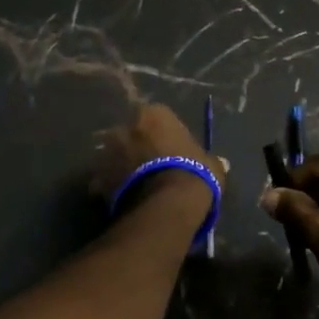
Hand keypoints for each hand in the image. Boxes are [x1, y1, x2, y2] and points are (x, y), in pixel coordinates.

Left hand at [92, 103, 226, 206]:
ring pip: (114, 157)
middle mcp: (125, 126)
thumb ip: (210, 160)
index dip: (164, 135)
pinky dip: (111, 189)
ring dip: (122, 167)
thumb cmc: (193, 173)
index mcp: (153, 114)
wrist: (167, 205)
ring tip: (138, 187)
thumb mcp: (211, 164)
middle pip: (131, 134)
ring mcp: (107, 153)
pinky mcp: (96, 179)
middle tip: (152, 167)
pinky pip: (104, 182)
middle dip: (137, 148)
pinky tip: (125, 201)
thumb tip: (221, 163)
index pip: (157, 117)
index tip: (172, 151)